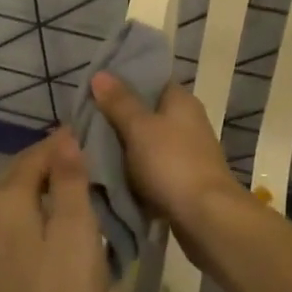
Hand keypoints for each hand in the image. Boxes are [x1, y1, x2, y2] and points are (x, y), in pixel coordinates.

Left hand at [0, 131, 110, 291]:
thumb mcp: (77, 230)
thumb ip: (70, 178)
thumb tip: (64, 136)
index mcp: (5, 199)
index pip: (37, 153)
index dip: (66, 144)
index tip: (98, 141)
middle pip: (22, 175)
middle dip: (55, 165)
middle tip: (95, 165)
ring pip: (18, 201)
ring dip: (47, 192)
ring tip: (84, 194)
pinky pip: (15, 226)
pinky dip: (38, 216)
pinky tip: (61, 229)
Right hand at [89, 74, 244, 231]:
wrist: (206, 218)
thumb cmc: (172, 164)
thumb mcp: (139, 128)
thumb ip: (119, 102)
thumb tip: (100, 73)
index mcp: (181, 101)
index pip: (149, 81)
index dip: (122, 83)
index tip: (93, 91)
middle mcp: (188, 121)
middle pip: (147, 112)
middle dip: (118, 118)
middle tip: (84, 122)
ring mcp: (187, 152)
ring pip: (147, 142)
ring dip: (125, 147)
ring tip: (90, 149)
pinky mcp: (183, 179)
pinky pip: (152, 167)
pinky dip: (135, 171)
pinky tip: (112, 176)